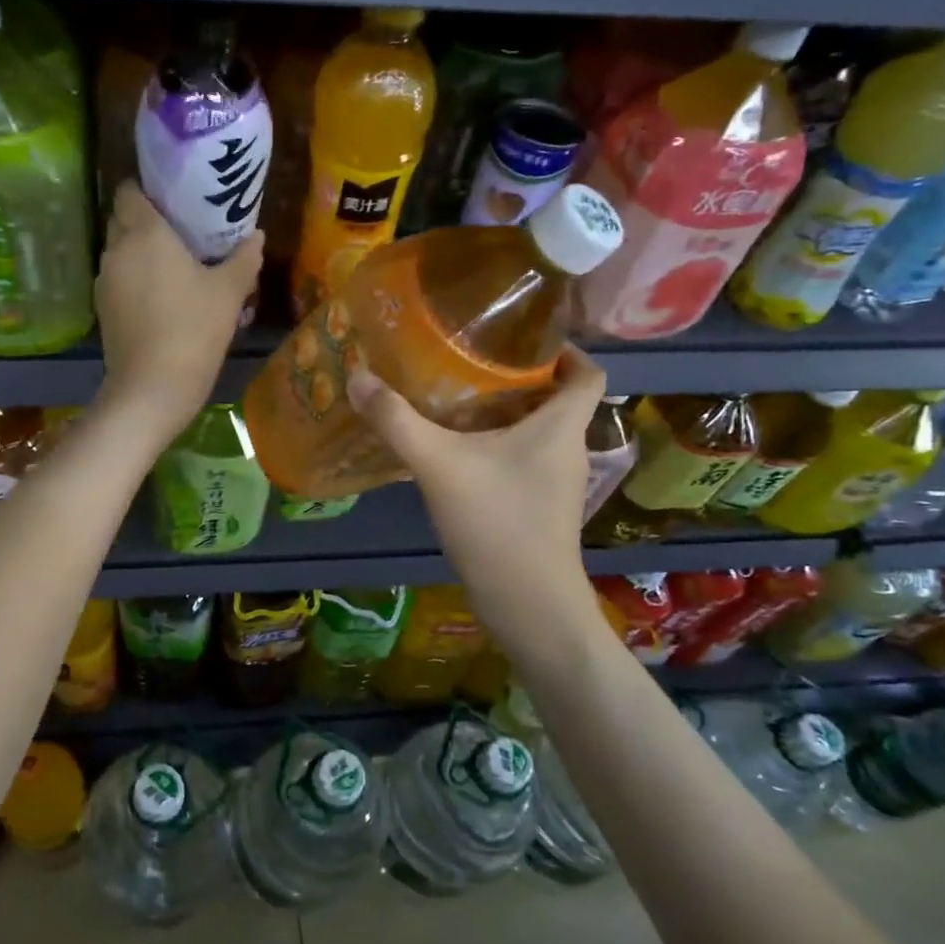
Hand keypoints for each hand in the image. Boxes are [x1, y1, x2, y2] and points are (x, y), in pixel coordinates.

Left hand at [95, 181, 262, 446]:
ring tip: (172, 264)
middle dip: (144, 219)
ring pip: (118, 251)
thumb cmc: (194, 330)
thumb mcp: (229, 293)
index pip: (129, 191)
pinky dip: (133, 279)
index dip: (146, 188)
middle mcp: (117, 249)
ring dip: (138, 252)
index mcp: (145, 233)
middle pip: (122, 219)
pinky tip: (159, 296)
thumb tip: (257, 236)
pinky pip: (117, 279)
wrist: (152, 388)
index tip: (171, 197)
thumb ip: (244, 258)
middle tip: (179, 230)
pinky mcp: (102, 309)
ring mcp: (105, 281)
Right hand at [346, 348, 608, 643]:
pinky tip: (455, 454)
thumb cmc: (497, 523)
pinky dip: (496, 448)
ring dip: (504, 415)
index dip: (564, 350)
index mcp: (561, 426)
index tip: (522, 338)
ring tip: (455, 401)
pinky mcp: (539, 509)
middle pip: (556, 400)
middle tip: (469, 362)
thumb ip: (396, 420)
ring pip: (536, 433)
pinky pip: (522, 462)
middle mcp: (567, 450)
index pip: (587, 373)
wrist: (527, 605)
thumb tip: (358, 376)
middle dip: (518, 378)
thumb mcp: (438, 464)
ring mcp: (556, 484)